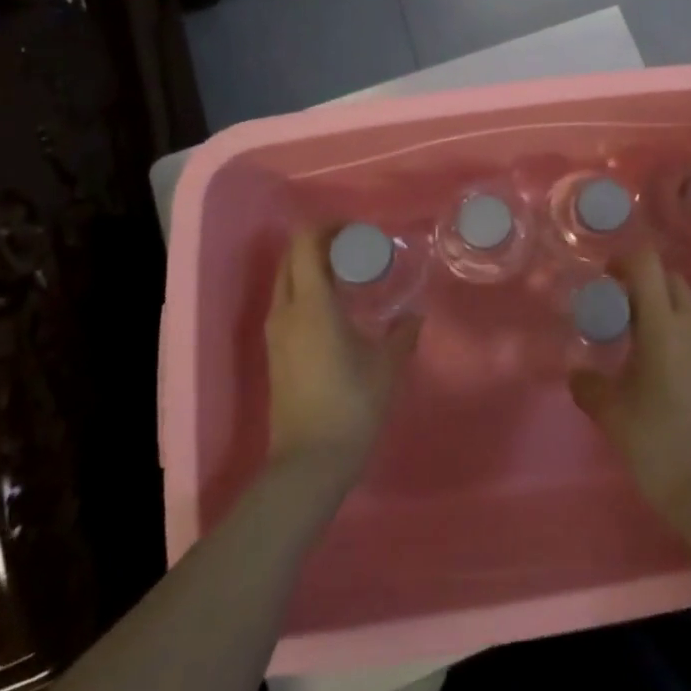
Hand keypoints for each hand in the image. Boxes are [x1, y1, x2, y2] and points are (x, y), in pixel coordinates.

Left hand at [265, 229, 418, 485]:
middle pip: (292, 256)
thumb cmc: (352, 406)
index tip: (360, 231)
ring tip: (350, 275)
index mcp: (311, 304)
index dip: (330, 227)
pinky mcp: (275, 351)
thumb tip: (415, 315)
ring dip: (312, 266)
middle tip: (358, 249)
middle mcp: (286, 310)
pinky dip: (307, 288)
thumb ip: (403, 333)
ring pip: (286, 279)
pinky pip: (287, 301)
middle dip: (321, 243)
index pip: (306, 243)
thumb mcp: (387, 366)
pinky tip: (337, 306)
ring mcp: (276, 332)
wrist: (308, 463)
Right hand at [569, 248, 690, 532]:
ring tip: (645, 345)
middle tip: (622, 310)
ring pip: (690, 307)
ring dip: (666, 310)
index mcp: (664, 326)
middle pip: (671, 280)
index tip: (608, 277)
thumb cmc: (659, 447)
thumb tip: (578, 373)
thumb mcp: (613, 415)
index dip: (625, 261)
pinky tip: (672, 373)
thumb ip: (590, 386)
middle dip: (645, 284)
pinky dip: (685, 336)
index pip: (648, 265)